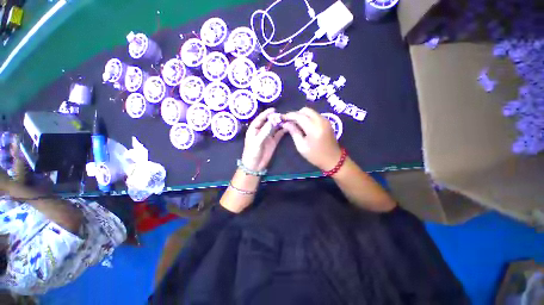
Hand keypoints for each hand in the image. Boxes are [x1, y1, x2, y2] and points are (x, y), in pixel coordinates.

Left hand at [241, 108, 286, 170]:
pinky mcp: (273, 141)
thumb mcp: (257, 141)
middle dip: (275, 118)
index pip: (260, 119)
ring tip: (286, 120)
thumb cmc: (252, 152)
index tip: (273, 109)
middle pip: (268, 122)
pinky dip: (282, 131)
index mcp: (254, 129)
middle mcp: (261, 131)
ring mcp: (268, 136)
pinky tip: (287, 127)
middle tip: (282, 115)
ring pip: (274, 127)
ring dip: (279, 124)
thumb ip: (265, 131)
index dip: (266, 114)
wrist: (254, 165)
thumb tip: (272, 121)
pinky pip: (279, 134)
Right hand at [282, 107, 341, 170]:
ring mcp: (325, 120)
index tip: (282, 118)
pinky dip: (308, 117)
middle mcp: (321, 121)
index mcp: (314, 128)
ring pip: (310, 111)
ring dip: (302, 115)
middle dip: (296, 114)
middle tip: (289, 121)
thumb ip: (294, 132)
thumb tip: (286, 123)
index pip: (299, 116)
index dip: (289, 115)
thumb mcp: (301, 146)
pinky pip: (315, 115)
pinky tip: (304, 125)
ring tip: (295, 124)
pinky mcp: (327, 122)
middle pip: (305, 110)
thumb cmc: (315, 155)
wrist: (333, 159)